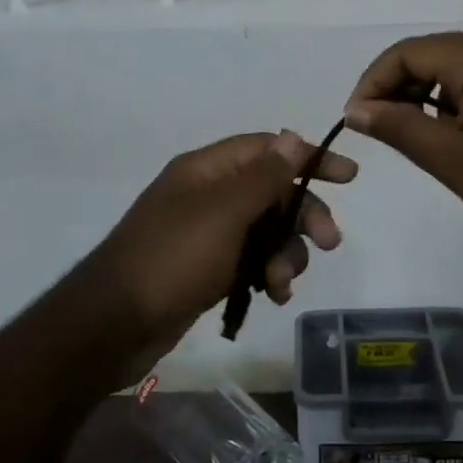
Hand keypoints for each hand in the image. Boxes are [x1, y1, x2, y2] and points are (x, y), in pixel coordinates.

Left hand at [89, 131, 355, 361]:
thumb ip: (264, 176)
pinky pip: (251, 260)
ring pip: (266, 231)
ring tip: (281, 283)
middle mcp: (209, 194)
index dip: (310, 158)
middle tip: (330, 243)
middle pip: (273, 192)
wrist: (114, 325)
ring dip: (286, 253)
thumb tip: (293, 137)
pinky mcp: (207, 268)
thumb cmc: (173, 258)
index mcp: (208, 169)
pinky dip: (267, 274)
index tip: (349, 177)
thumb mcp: (225, 212)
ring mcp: (207, 233)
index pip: (269, 149)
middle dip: (303, 216)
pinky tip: (272, 296)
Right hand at [343, 32, 462, 246]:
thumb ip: (399, 128)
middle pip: (427, 53)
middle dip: (394, 85)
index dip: (373, 81)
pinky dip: (445, 99)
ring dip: (419, 92)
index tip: (356, 119)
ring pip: (449, 67)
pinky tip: (443, 132)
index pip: (406, 52)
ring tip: (405, 132)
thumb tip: (356, 111)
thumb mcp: (451, 158)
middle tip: (376, 126)